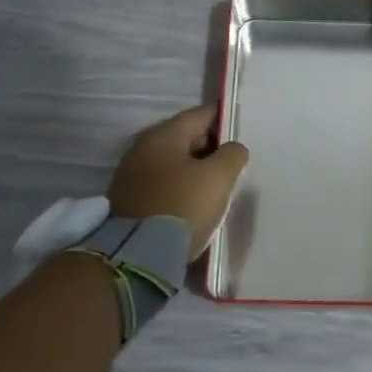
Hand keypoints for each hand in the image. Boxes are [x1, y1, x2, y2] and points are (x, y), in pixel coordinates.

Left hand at [108, 104, 248, 258]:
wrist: (135, 257)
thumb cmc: (181, 207)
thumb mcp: (218, 177)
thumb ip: (232, 155)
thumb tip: (231, 150)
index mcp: (163, 135)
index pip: (201, 115)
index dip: (225, 119)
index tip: (243, 131)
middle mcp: (142, 149)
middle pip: (186, 139)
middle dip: (211, 148)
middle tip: (234, 164)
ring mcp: (131, 176)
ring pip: (174, 164)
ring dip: (195, 172)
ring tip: (217, 187)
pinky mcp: (129, 202)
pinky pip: (163, 186)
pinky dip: (180, 189)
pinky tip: (194, 205)